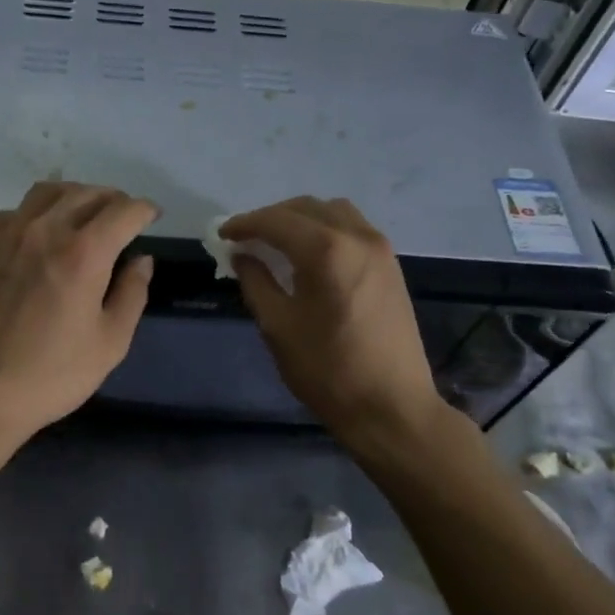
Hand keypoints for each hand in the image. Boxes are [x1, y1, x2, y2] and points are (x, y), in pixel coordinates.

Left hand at [0, 182, 157, 444]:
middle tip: (123, 217)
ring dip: (75, 197)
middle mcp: (44, 230)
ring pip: (48, 193)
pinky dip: (36, 212)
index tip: (152, 217)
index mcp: (83, 253)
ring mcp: (6, 234)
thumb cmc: (50, 375)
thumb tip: (141, 260)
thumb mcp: (110, 344)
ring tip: (85, 215)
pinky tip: (39, 234)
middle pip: (87, 194)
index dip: (144, 209)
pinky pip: (13, 212)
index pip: (123, 211)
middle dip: (113, 200)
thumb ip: (131, 294)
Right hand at [221, 197, 447, 443]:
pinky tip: (311, 255)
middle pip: (307, 208)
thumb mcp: (278, 327)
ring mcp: (381, 249)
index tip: (222, 234)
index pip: (277, 221)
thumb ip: (256, 282)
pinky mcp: (391, 266)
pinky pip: (353, 229)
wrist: (391, 406)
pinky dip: (326, 230)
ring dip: (302, 219)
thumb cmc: (328, 370)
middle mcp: (358, 237)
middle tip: (246, 239)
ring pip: (334, 213)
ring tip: (278, 242)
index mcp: (327, 251)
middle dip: (272, 217)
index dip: (245, 224)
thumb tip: (242, 256)